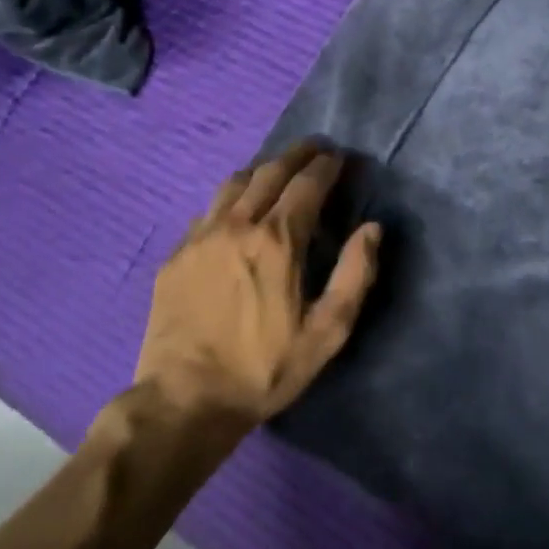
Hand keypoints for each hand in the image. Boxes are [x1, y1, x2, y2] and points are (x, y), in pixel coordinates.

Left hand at [135, 140, 382, 429]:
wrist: (184, 401)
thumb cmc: (264, 369)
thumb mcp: (327, 332)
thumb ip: (355, 275)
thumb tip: (373, 228)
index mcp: (277, 240)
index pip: (307, 183)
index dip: (328, 165)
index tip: (341, 157)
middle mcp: (237, 225)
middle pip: (270, 171)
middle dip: (298, 154)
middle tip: (316, 147)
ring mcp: (200, 237)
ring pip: (234, 183)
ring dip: (263, 168)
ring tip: (278, 169)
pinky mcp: (176, 255)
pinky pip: (208, 210)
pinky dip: (231, 198)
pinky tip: (236, 210)